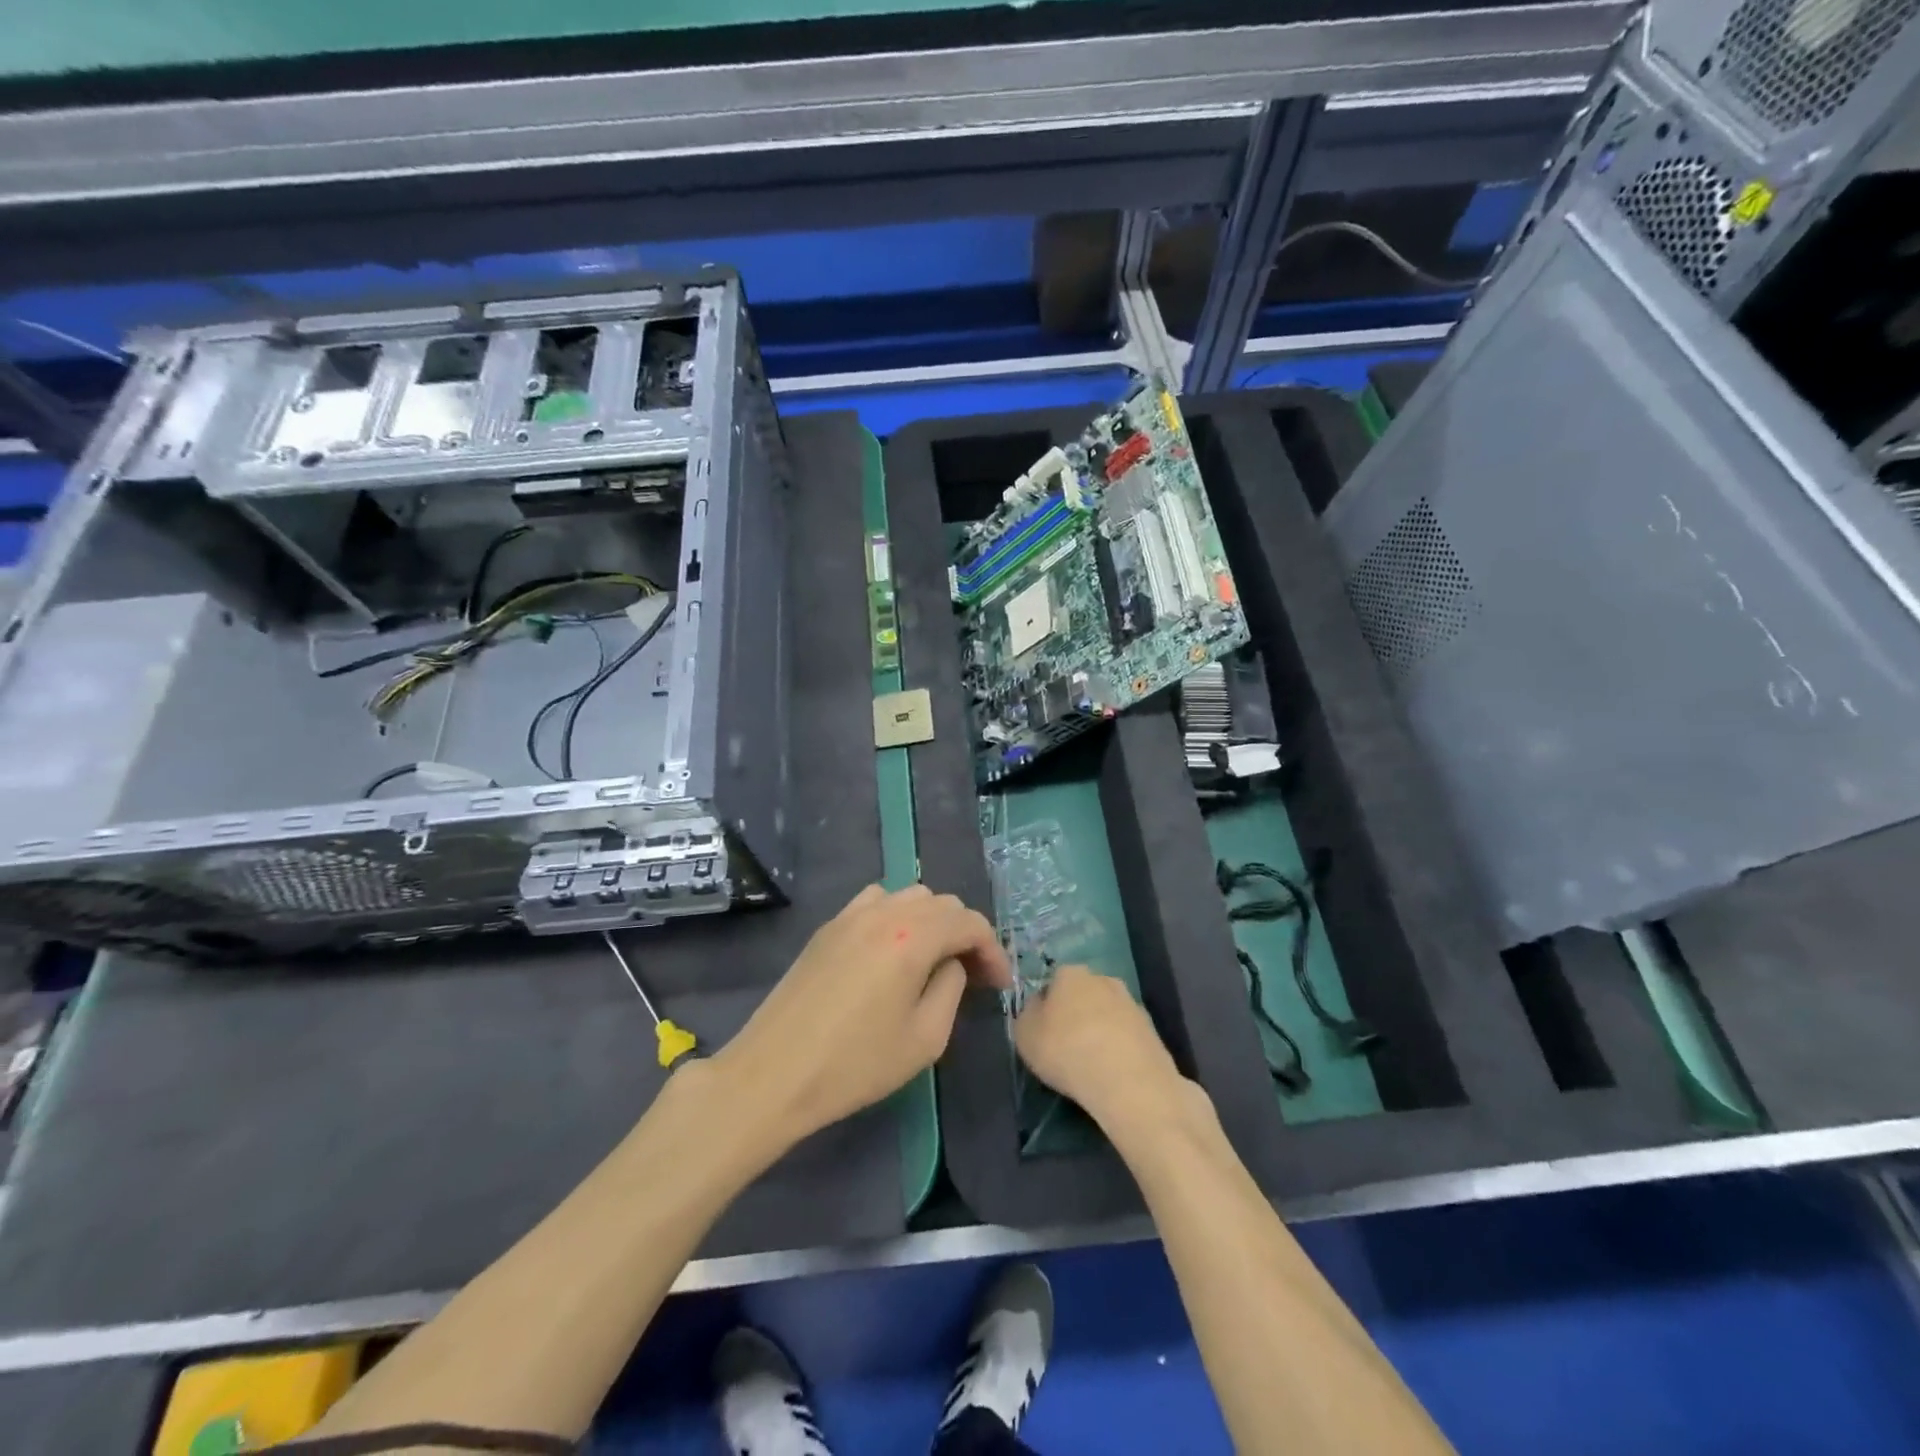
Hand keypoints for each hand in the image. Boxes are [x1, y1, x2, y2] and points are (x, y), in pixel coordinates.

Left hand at [718, 884, 1010, 1146]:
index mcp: (912, 937)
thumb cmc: (855, 1064)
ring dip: (932, 921)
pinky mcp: (828, 927)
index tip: (1000, 984)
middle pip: (941, 903)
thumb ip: (951, 988)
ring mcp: (850, 915)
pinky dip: (897, 915)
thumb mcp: (924, 1038)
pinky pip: (876, 901)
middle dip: (964, 934)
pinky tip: (893, 949)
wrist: (774, 1073)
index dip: (992, 950)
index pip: (968, 923)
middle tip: (973, 975)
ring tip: (934, 959)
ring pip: (909, 896)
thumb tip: (951, 964)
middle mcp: (883, 912)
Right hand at [1013, 964, 1187, 1125]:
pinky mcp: (1153, 1031)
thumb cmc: (1066, 1051)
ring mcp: (1132, 1004)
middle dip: (1076, 1014)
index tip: (1044, 1032)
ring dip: (1100, 1031)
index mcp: (1070, 973)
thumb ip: (1028, 1014)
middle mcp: (1103, 979)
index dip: (1046, 1007)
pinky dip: (1119, 1050)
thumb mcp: (1024, 1034)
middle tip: (1067, 1047)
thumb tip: (1040, 1007)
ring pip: (1107, 1014)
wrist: (1129, 1082)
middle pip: (1083, 994)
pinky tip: (1113, 1073)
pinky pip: (1127, 1037)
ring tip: (1092, 1065)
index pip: (1053, 982)